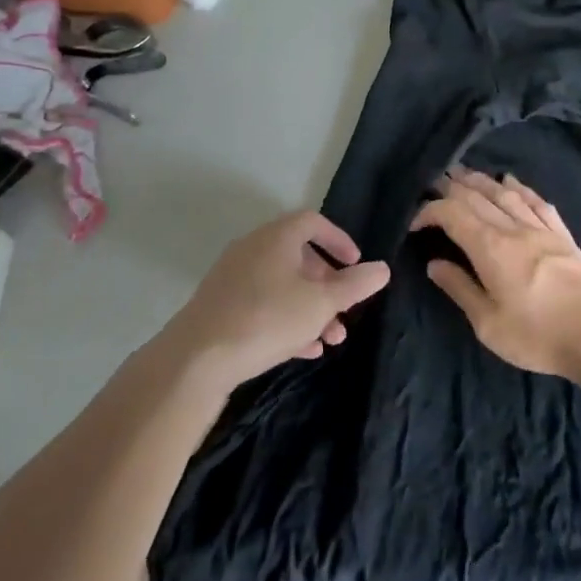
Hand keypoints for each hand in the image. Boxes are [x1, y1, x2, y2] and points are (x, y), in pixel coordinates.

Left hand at [159, 211, 389, 395]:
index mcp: (276, 237)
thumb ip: (355, 285)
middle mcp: (253, 249)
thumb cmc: (267, 319)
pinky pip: (262, 305)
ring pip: (282, 285)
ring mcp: (233, 278)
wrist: (197, 358)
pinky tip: (305, 350)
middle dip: (328, 284)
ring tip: (332, 338)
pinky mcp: (221, 306)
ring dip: (311, 308)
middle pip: (299, 256)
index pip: (313, 222)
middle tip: (346, 308)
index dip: (339, 240)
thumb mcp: (321, 303)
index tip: (356, 265)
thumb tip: (383, 268)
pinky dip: (287, 320)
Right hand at [410, 168, 580, 382]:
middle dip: (452, 187)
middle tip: (434, 182)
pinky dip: (520, 187)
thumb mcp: (488, 324)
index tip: (414, 223)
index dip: (429, 212)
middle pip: (478, 196)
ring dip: (482, 181)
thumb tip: (434, 263)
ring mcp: (542, 228)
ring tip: (464, 173)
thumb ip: (460, 288)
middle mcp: (514, 228)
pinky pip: (537, 202)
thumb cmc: (538, 336)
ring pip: (506, 193)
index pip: (452, 214)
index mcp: (491, 248)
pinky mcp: (563, 235)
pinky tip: (512, 181)